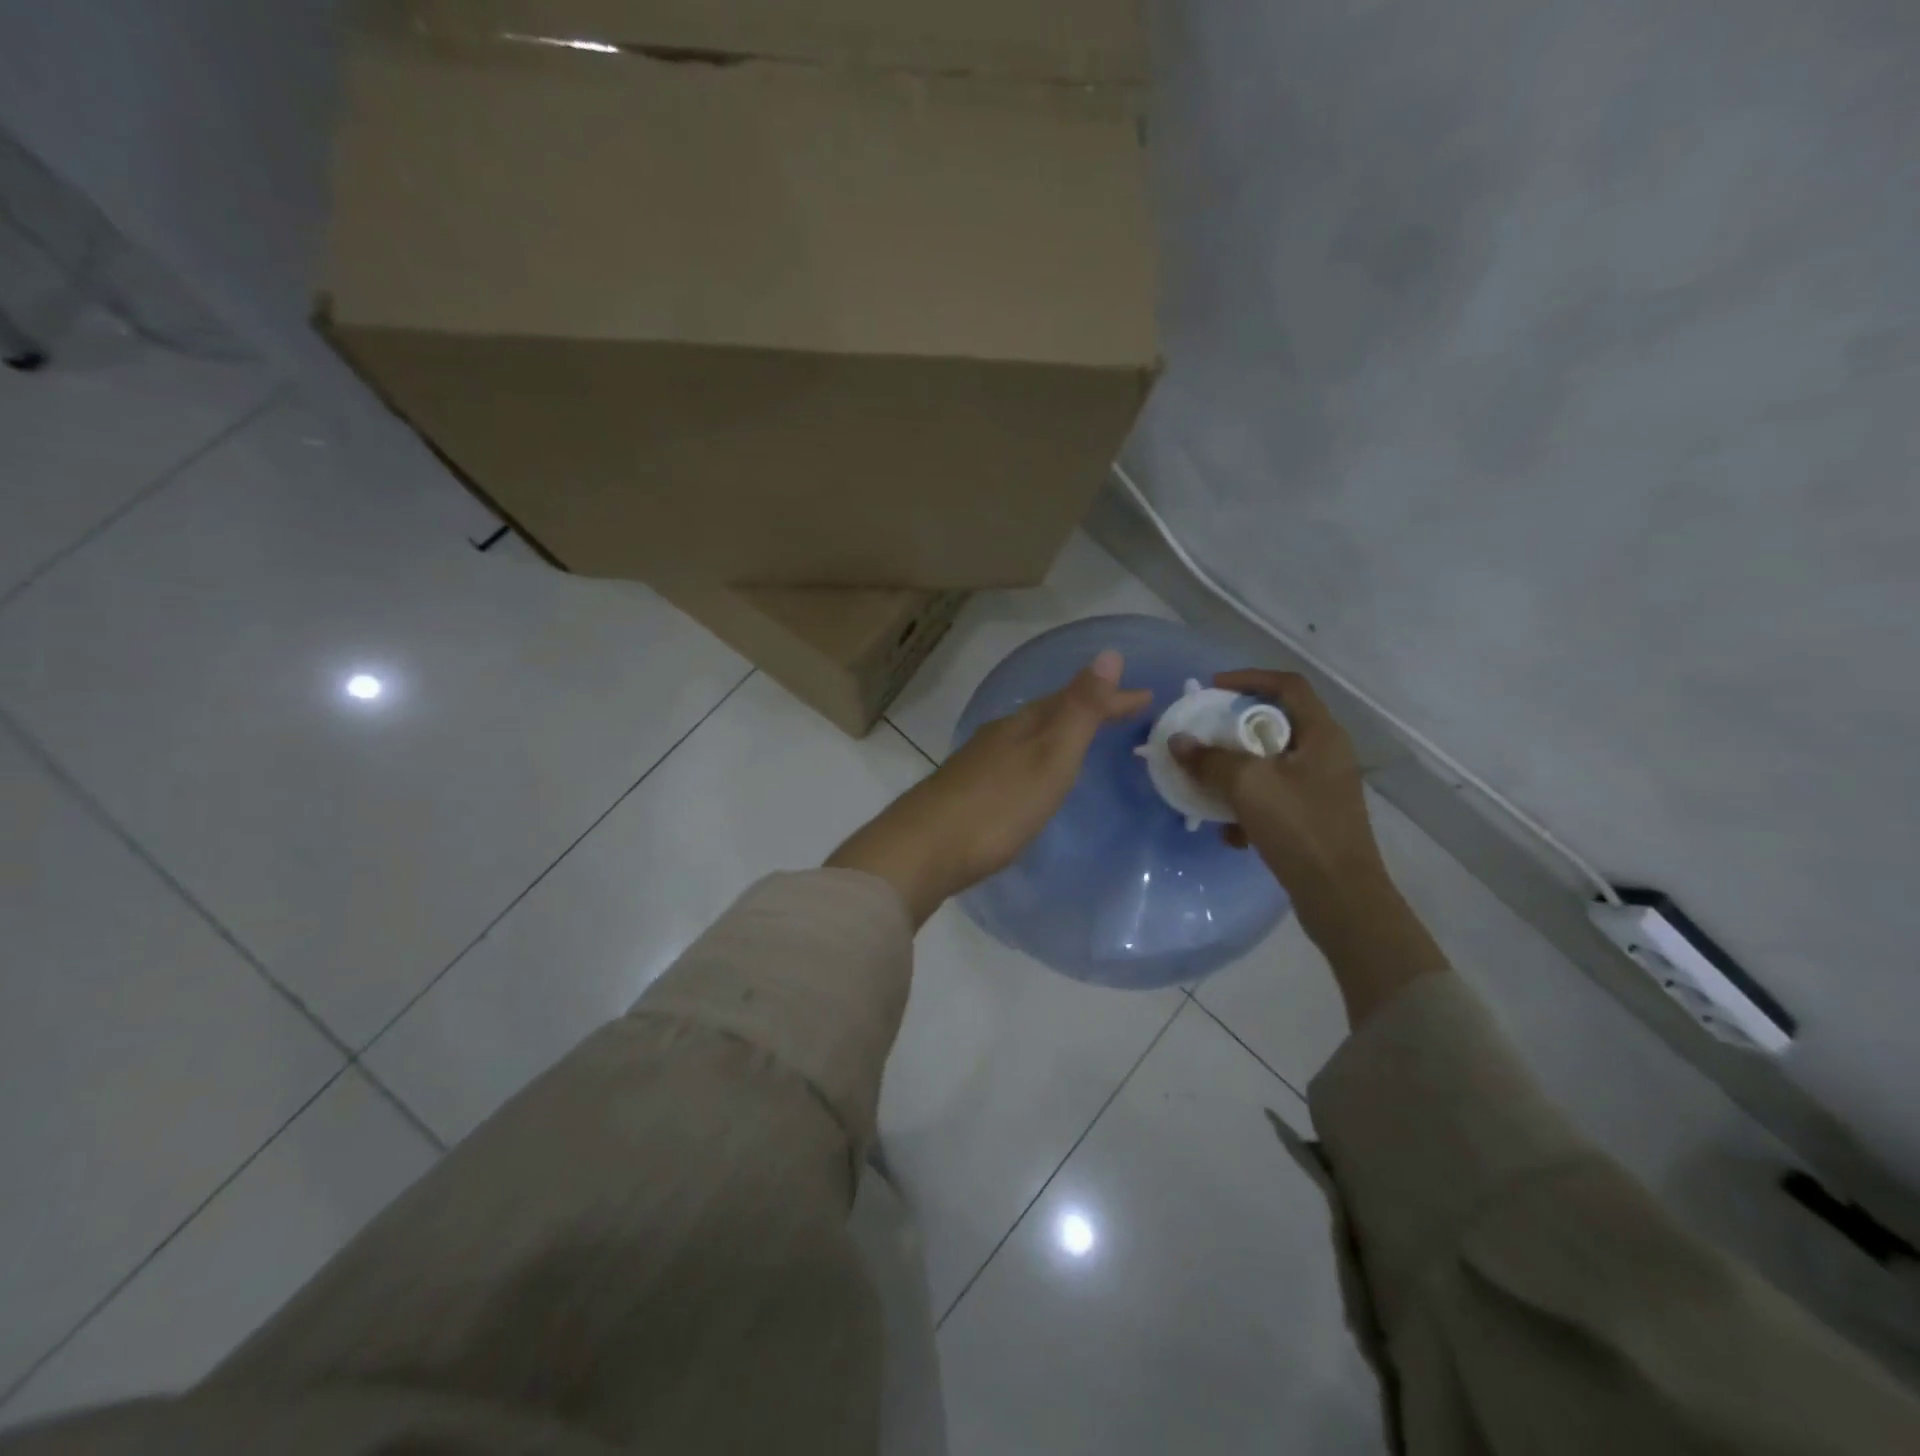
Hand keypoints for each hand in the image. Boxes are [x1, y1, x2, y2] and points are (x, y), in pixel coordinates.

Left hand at [827, 651, 1151, 924]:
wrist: (924, 849)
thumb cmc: (998, 806)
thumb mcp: (1049, 757)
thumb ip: (1079, 710)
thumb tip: (1108, 653)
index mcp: (1023, 725)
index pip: (1075, 699)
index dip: (1111, 698)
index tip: (1147, 697)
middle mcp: (999, 735)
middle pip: (1050, 713)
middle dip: (1088, 710)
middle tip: (1124, 714)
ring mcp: (978, 762)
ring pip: (1029, 736)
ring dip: (1060, 732)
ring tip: (1082, 739)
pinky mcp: (965, 791)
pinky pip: (1013, 760)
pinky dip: (1036, 758)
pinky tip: (1031, 777)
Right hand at [1171, 670, 1448, 1022]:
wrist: (1340, 896)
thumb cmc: (1299, 827)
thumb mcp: (1248, 785)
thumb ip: (1210, 760)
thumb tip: (1178, 742)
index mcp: (1321, 735)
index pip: (1287, 686)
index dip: (1249, 678)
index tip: (1213, 688)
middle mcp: (1326, 755)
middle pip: (1274, 725)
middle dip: (1233, 732)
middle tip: (1202, 736)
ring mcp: (1321, 789)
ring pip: (1270, 765)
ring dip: (1235, 773)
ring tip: (1207, 786)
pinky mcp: (1313, 819)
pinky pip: (1273, 799)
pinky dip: (1248, 808)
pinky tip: (1231, 834)